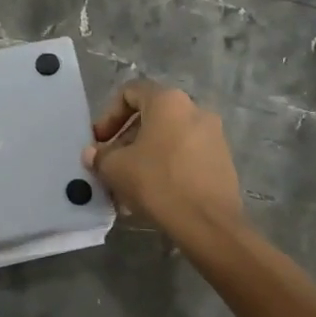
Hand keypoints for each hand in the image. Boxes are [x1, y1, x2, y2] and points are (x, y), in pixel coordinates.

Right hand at [85, 81, 247, 251]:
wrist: (208, 223)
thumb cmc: (158, 182)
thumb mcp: (116, 168)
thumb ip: (100, 156)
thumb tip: (93, 154)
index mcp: (168, 101)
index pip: (130, 92)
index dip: (108, 115)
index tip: (99, 141)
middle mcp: (194, 109)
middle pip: (151, 116)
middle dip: (126, 139)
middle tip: (112, 164)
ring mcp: (213, 135)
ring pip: (168, 138)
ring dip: (145, 155)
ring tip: (130, 184)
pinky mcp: (222, 160)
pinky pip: (186, 154)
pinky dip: (167, 166)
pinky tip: (154, 193)